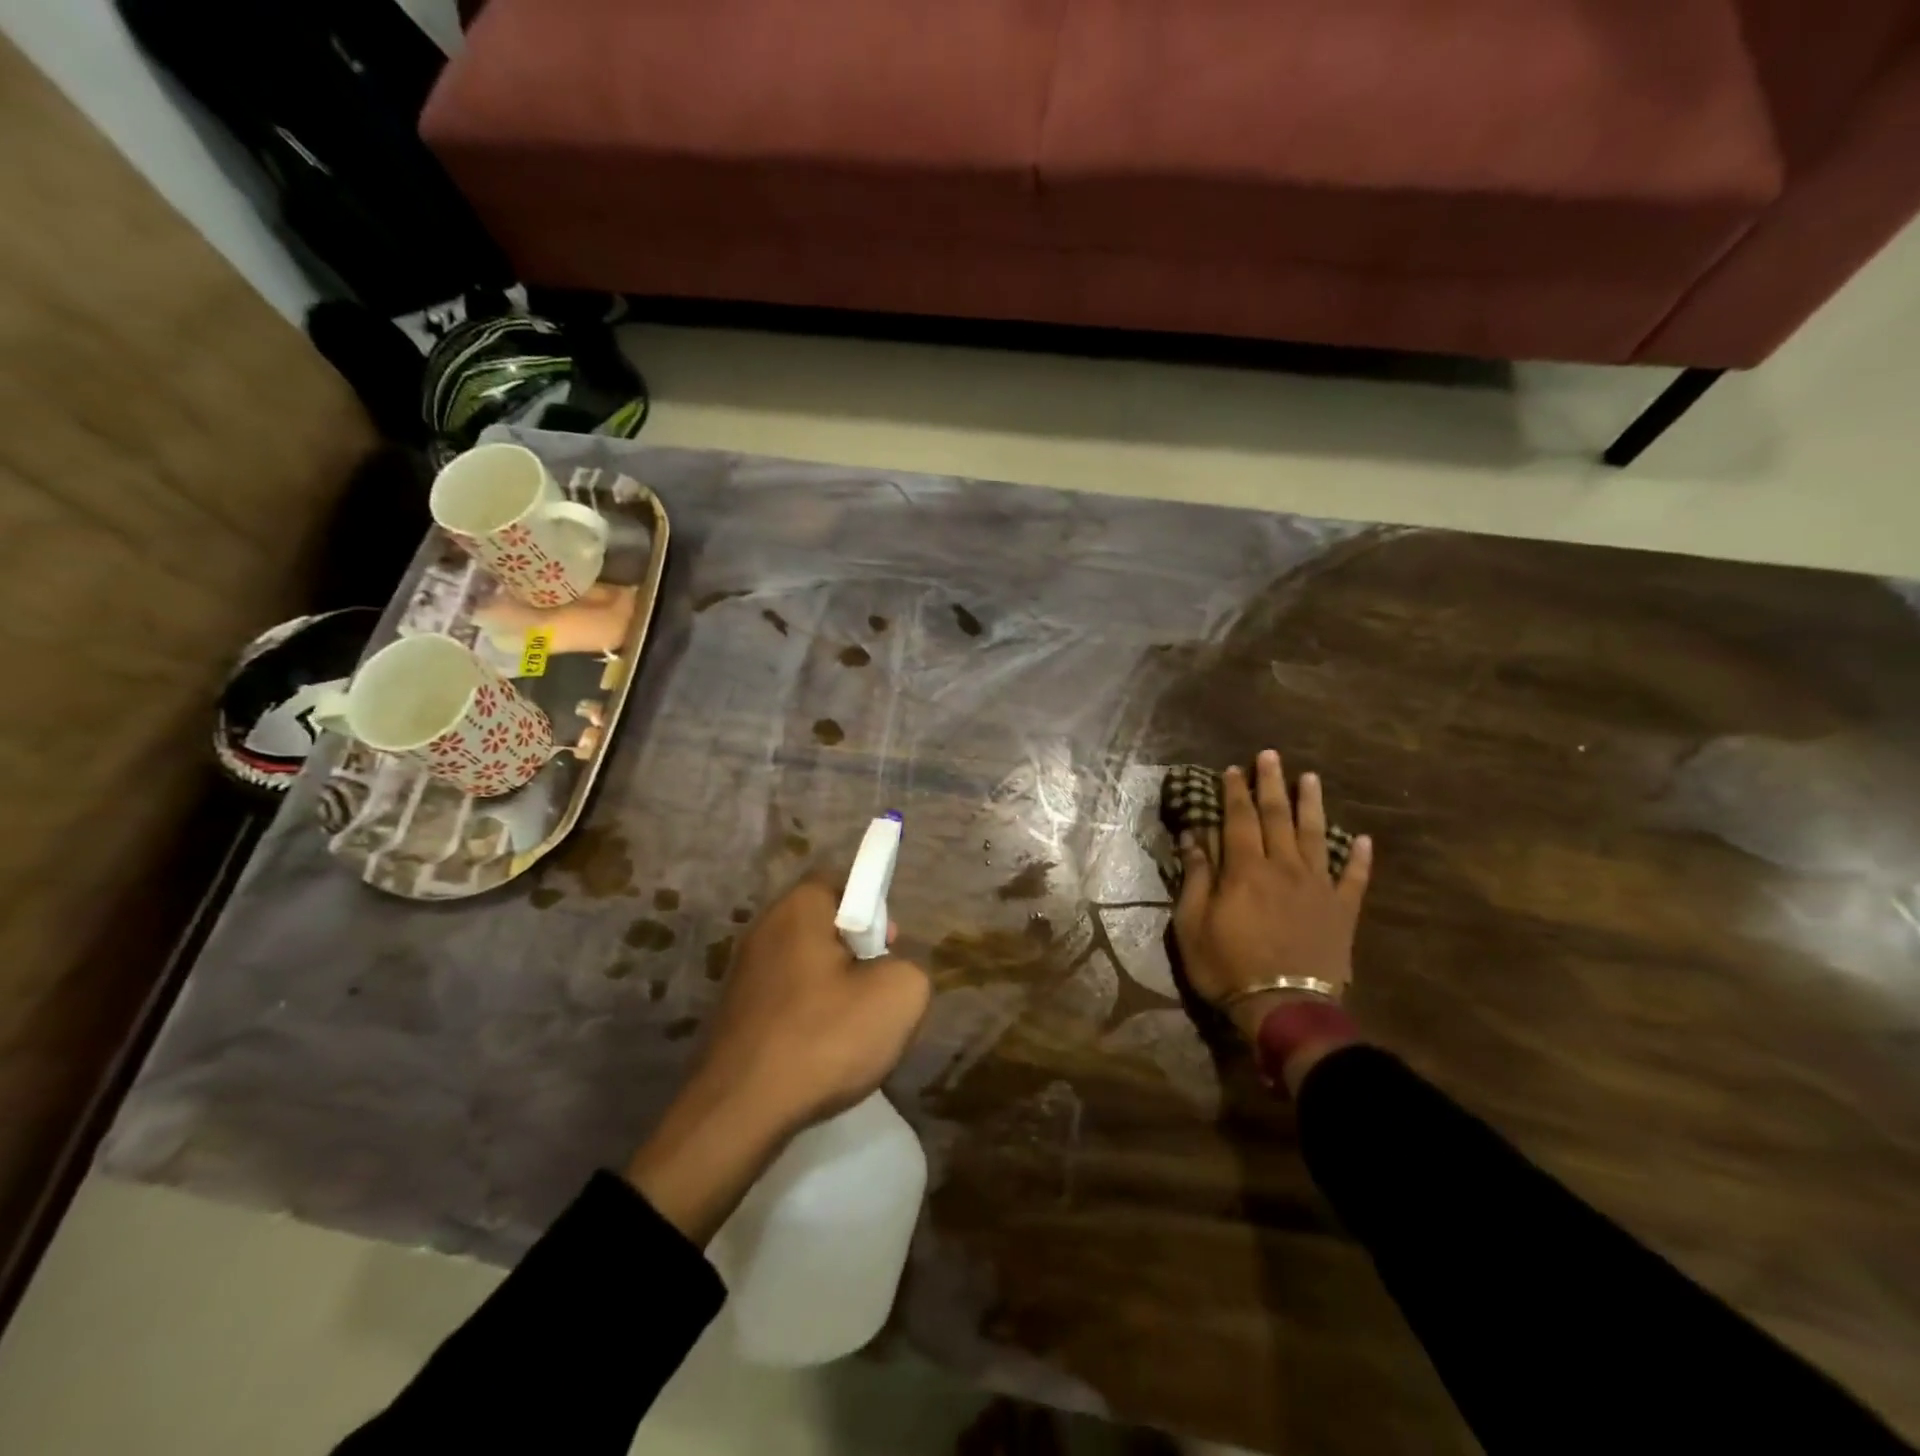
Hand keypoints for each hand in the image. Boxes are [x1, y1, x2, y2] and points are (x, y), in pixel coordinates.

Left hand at [695, 874, 930, 1132]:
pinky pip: (787, 997)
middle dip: (858, 953)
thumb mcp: (900, 996)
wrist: (739, 1112)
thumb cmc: (824, 1038)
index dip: (876, 911)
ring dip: (835, 988)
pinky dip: (808, 1015)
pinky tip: (820, 1051)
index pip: (845, 882)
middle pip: (826, 924)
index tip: (889, 949)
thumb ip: (910, 967)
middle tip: (877, 991)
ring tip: (851, 1029)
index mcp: (799, 907)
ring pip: (808, 965)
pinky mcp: (734, 1011)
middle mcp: (764, 927)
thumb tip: (888, 973)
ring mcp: (743, 971)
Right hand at [1173, 750, 1372, 1045]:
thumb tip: (1193, 838)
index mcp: (1245, 869)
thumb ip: (1195, 878)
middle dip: (1271, 784)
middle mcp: (1284, 867)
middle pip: (1277, 816)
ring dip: (1312, 805)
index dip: (1234, 792)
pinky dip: (1360, 858)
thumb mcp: (1192, 924)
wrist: (1285, 1008)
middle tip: (1271, 755)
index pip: (1238, 819)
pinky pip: (1354, 879)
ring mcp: (1317, 887)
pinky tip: (1364, 840)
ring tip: (1311, 779)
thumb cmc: (1228, 966)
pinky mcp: (1342, 911)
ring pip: (1316, 836)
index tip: (1233, 769)